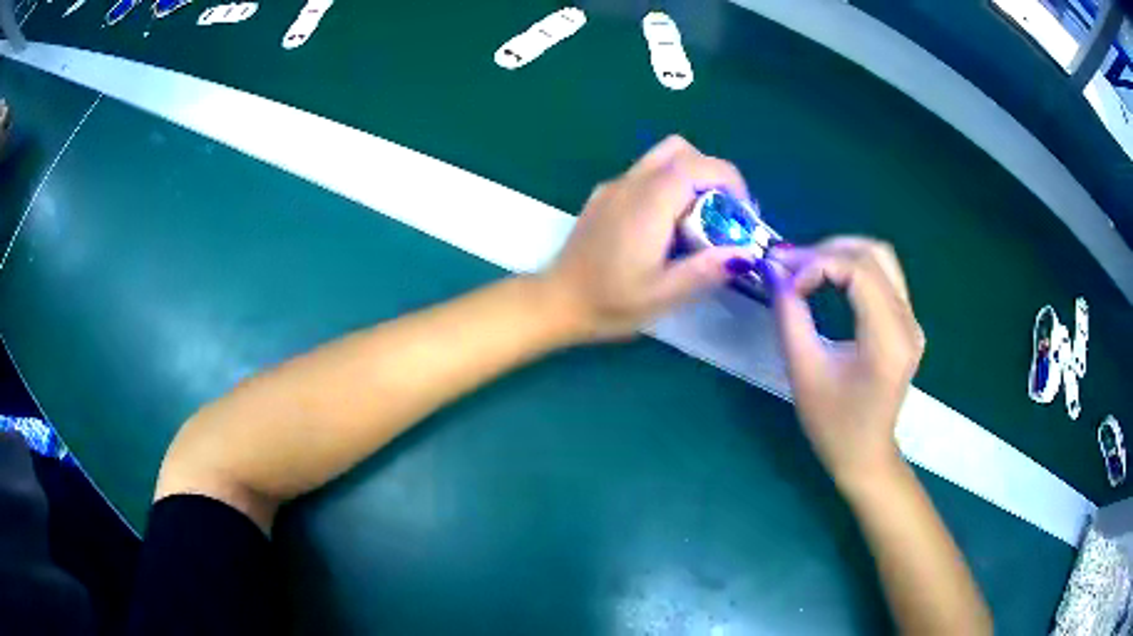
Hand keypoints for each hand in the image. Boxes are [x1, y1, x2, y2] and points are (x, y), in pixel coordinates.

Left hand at [541, 136, 752, 340]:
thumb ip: (705, 270)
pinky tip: (665, 225)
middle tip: (722, 213)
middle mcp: (630, 184)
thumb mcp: (662, 296)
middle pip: (680, 150)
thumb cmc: (609, 303)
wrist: (556, 302)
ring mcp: (613, 186)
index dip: (729, 179)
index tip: (743, 212)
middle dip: (711, 174)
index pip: (696, 165)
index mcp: (647, 204)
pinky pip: (644, 173)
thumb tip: (745, 253)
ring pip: (661, 156)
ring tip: (697, 218)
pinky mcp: (604, 195)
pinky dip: (668, 184)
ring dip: (689, 176)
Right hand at [763, 238, 925, 489]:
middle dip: (827, 250)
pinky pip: (884, 276)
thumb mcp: (804, 372)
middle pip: (873, 255)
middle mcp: (908, 323)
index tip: (785, 282)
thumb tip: (774, 272)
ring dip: (841, 253)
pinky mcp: (907, 323)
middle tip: (790, 265)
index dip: (817, 263)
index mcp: (888, 340)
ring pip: (881, 259)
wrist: (866, 455)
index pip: (858, 271)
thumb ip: (790, 316)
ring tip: (807, 267)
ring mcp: (912, 321)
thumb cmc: (833, 425)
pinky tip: (829, 277)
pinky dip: (853, 267)